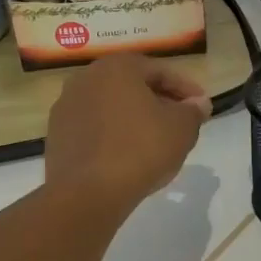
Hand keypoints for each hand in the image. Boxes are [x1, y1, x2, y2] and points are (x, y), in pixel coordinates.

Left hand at [46, 55, 211, 208]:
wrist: (87, 193)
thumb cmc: (140, 149)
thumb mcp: (181, 128)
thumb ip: (193, 110)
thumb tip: (198, 103)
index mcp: (117, 67)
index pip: (161, 71)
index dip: (187, 89)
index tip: (203, 107)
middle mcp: (87, 78)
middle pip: (133, 86)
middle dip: (160, 101)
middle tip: (181, 122)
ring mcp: (67, 106)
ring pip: (112, 107)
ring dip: (135, 118)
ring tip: (156, 140)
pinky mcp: (57, 135)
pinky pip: (95, 128)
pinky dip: (114, 134)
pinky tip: (128, 155)